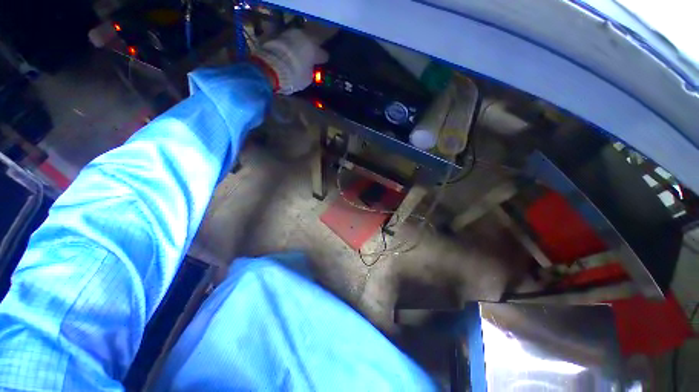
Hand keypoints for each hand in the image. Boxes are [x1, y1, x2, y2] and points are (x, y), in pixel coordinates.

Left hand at [252, 29, 327, 94]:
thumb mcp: (307, 78)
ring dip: (299, 46)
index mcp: (315, 49)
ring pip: (299, 39)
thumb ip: (310, 71)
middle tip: (310, 58)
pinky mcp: (277, 34)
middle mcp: (304, 37)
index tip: (322, 64)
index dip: (323, 60)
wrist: (271, 68)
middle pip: (312, 42)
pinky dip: (288, 47)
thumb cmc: (294, 76)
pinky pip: (287, 41)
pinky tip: (287, 54)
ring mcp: (290, 34)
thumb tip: (310, 68)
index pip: (324, 54)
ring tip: (298, 55)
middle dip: (311, 50)